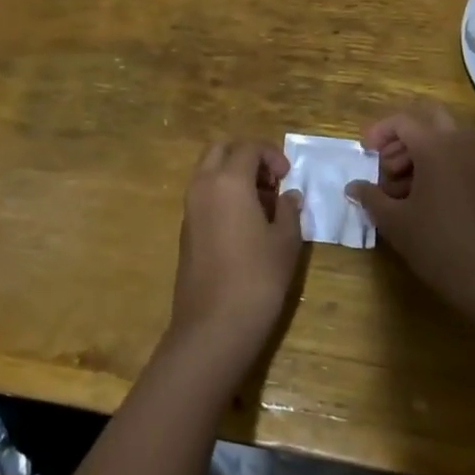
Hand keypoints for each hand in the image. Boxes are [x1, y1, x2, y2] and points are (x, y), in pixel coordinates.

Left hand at [169, 141, 305, 364]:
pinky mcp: (185, 230)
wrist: (213, 326)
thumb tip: (288, 196)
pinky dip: (222, 194)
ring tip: (262, 204)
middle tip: (270, 181)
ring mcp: (189, 208)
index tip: (287, 176)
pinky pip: (203, 195)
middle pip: (221, 150)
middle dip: (246, 156)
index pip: (248, 147)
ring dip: (233, 175)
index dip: (271, 155)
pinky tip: (244, 224)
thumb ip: (288, 210)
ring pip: (208, 171)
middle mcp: (203, 185)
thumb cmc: (257, 278)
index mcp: (228, 180)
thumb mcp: (285, 241)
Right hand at [347, 105, 474, 318]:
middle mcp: (458, 142)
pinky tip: (420, 196)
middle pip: (426, 119)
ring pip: (443, 136)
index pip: (401, 122)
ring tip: (398, 186)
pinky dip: (436, 162)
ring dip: (418, 150)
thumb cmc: (436, 243)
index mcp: (434, 145)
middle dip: (402, 136)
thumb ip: (370, 196)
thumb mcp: (394, 221)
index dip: (378, 133)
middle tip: (385, 162)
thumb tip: (353, 186)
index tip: (365, 153)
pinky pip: (456, 154)